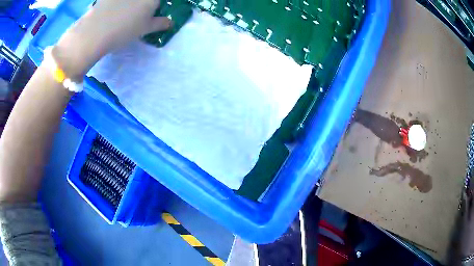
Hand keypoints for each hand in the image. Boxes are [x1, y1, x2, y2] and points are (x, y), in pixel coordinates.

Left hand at [52, 0, 170, 79]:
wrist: (95, 32)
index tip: (151, 14)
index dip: (154, 7)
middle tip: (138, 15)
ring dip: (129, 5)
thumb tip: (170, 22)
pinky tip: (112, 12)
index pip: (157, 2)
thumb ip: (160, 24)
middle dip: (144, 5)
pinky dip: (116, 5)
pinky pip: (115, 1)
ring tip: (123, 15)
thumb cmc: (124, 30)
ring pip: (128, 2)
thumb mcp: (145, 29)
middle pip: (144, 1)